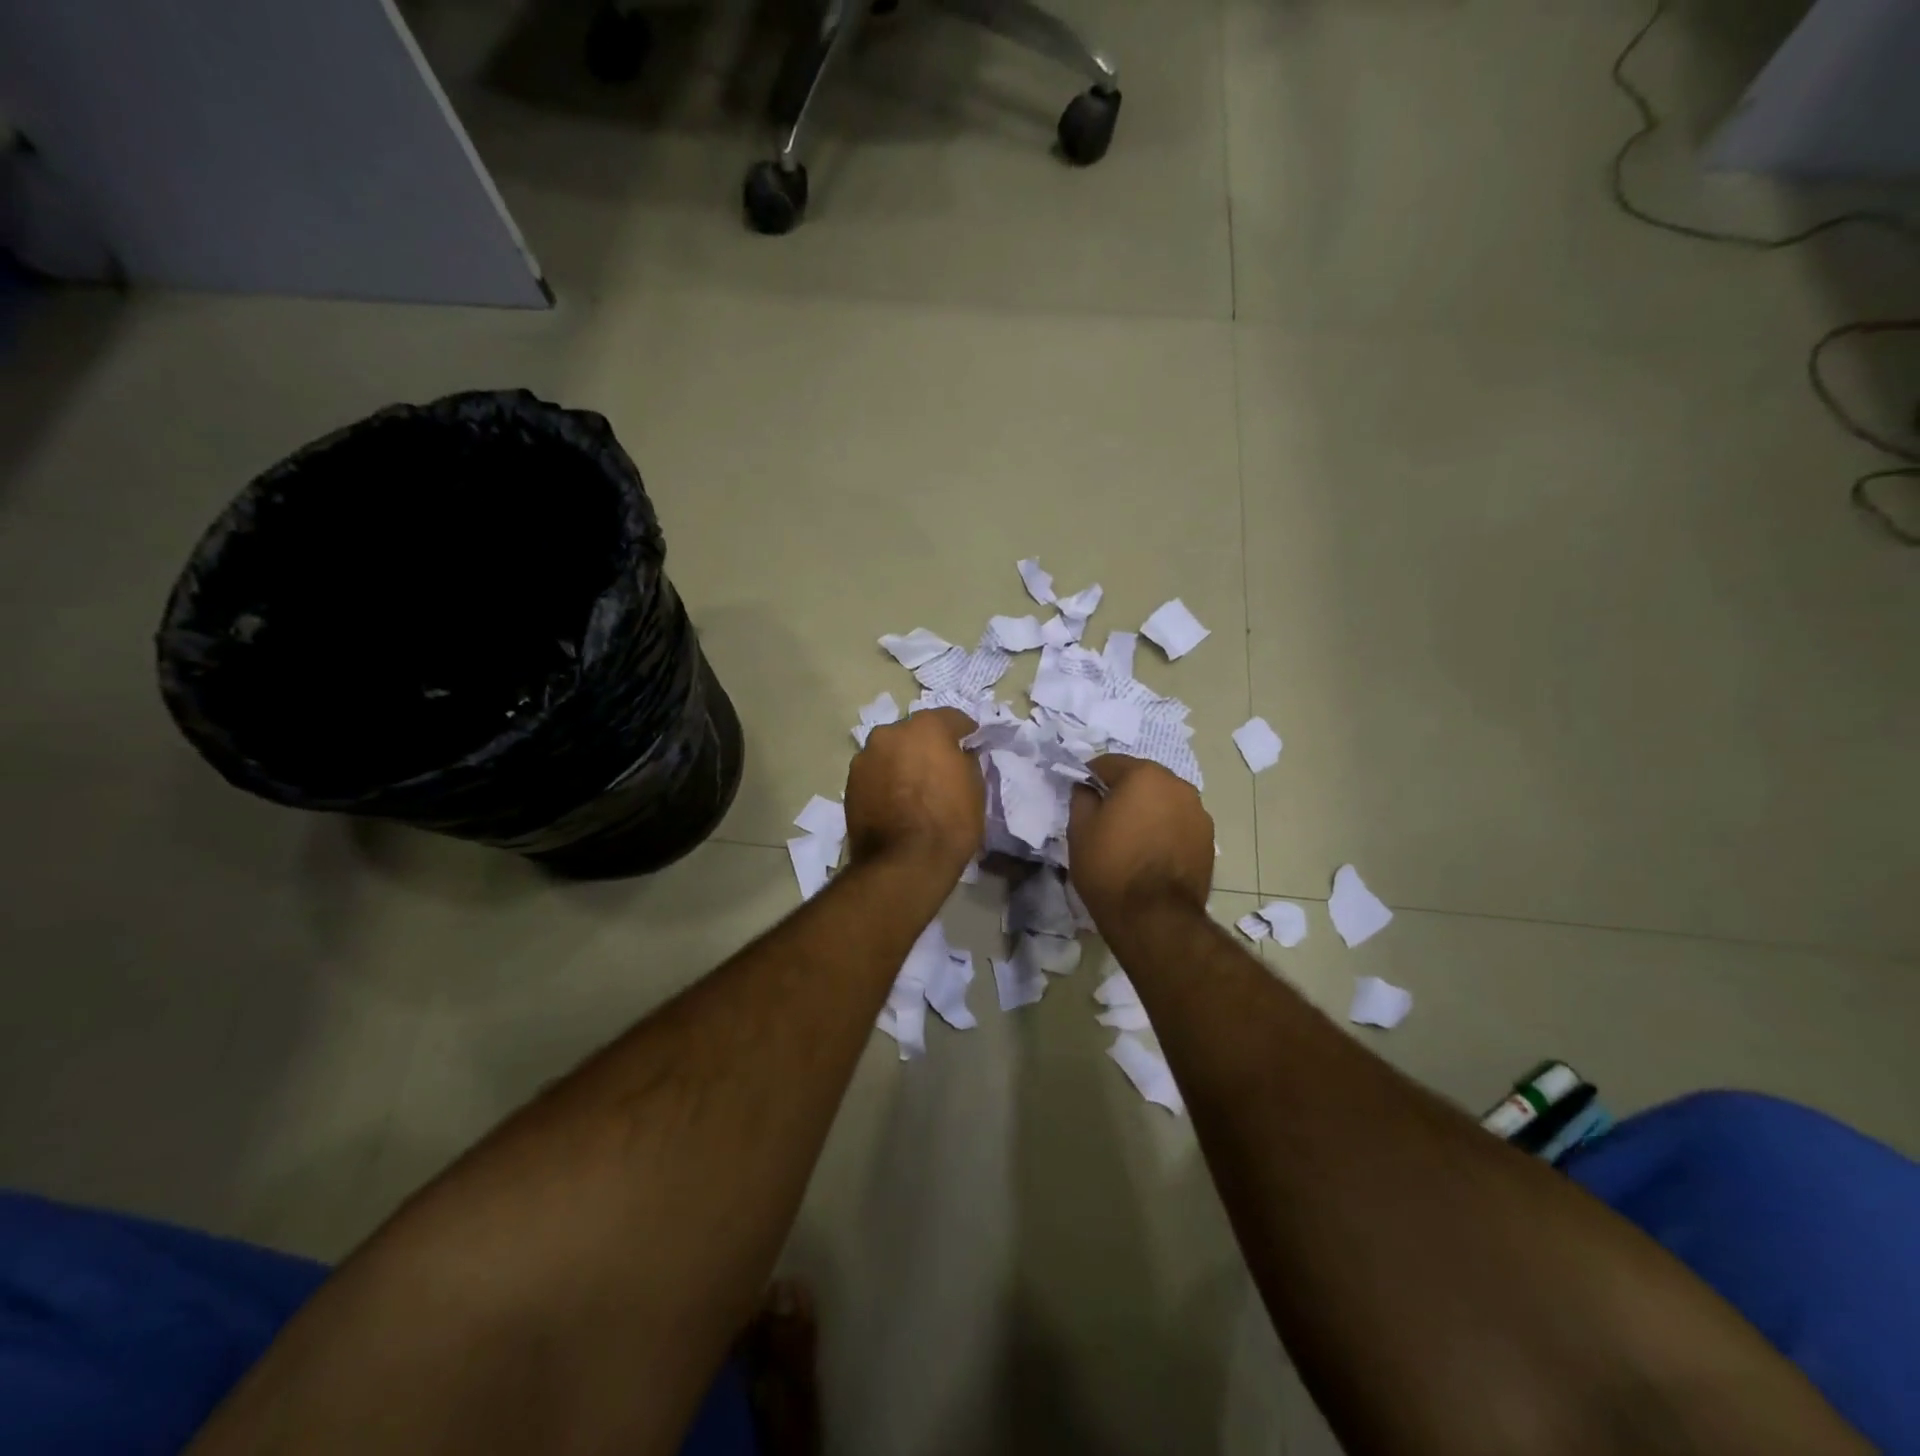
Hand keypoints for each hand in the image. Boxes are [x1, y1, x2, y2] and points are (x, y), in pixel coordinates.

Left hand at [844, 708, 983, 880]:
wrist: (904, 864)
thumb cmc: (949, 823)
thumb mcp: (975, 788)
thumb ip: (966, 761)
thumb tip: (958, 755)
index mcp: (926, 727)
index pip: (952, 718)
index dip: (965, 731)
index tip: (972, 743)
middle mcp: (891, 732)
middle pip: (915, 732)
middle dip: (928, 745)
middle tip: (940, 766)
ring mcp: (865, 756)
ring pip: (891, 751)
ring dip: (903, 761)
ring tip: (914, 786)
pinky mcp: (850, 782)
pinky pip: (876, 772)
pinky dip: (886, 779)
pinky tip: (896, 799)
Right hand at [1067, 755, 1214, 927]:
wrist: (1154, 917)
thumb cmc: (1110, 867)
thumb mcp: (1079, 829)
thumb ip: (1082, 797)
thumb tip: (1087, 788)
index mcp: (1144, 775)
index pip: (1109, 763)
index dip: (1091, 777)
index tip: (1082, 795)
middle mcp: (1177, 785)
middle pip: (1142, 779)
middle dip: (1123, 792)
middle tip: (1106, 818)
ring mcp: (1198, 812)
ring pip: (1163, 801)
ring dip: (1148, 810)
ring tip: (1132, 838)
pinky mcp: (1208, 839)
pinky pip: (1178, 823)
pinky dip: (1165, 829)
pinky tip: (1152, 853)